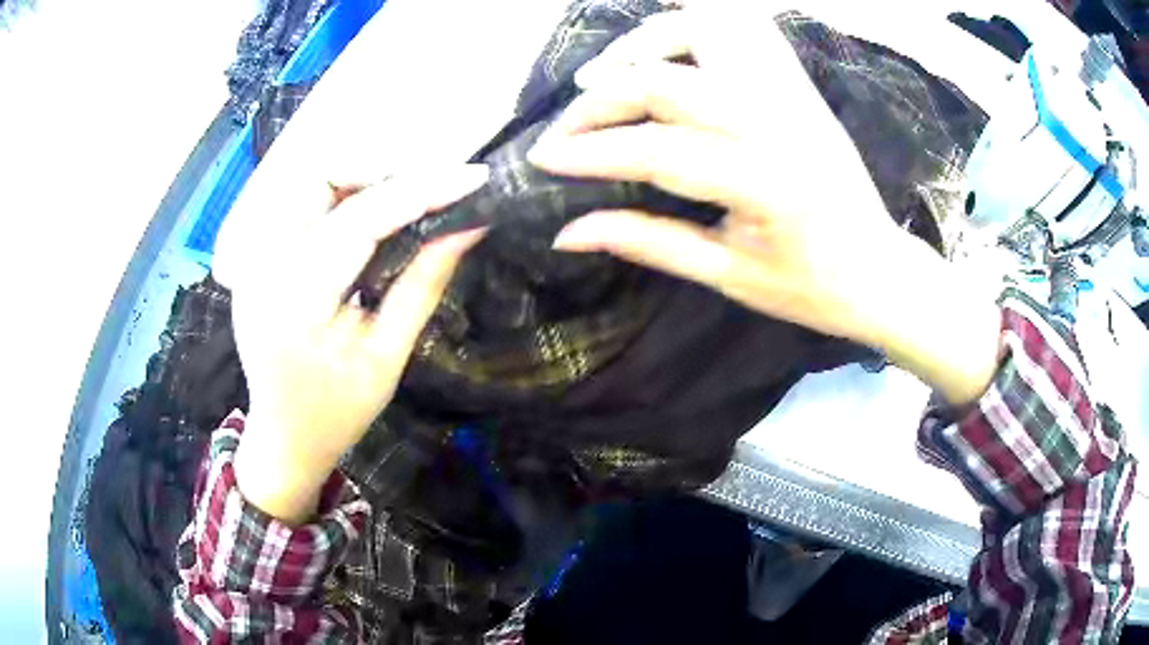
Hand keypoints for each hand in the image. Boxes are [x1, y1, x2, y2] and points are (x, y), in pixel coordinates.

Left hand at [232, 166, 488, 522]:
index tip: (473, 177)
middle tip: (426, 193)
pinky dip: (334, 197)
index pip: (361, 219)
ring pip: (305, 182)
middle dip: (379, 173)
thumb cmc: (338, 411)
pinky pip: (295, 203)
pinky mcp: (253, 258)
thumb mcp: (388, 356)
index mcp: (297, 300)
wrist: (283, 436)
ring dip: (356, 180)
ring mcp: (252, 258)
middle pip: (318, 178)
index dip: (421, 190)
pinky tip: (361, 219)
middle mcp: (264, 265)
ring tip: (398, 203)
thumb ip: (423, 284)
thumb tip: (469, 226)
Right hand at [530, 8, 1001, 404]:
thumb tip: (566, 230)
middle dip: (602, 99)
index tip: (541, 158)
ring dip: (649, 40)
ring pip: (711, 30)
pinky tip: (669, 44)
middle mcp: (780, 123)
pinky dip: (700, 22)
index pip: (654, 150)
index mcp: (765, 184)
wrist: (881, 271)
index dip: (589, 152)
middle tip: (567, 125)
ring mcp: (794, 94)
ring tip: (610, 70)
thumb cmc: (811, 288)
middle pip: (669, 82)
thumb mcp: (728, 276)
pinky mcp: (801, 84)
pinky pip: (749, 27)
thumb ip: (646, 242)